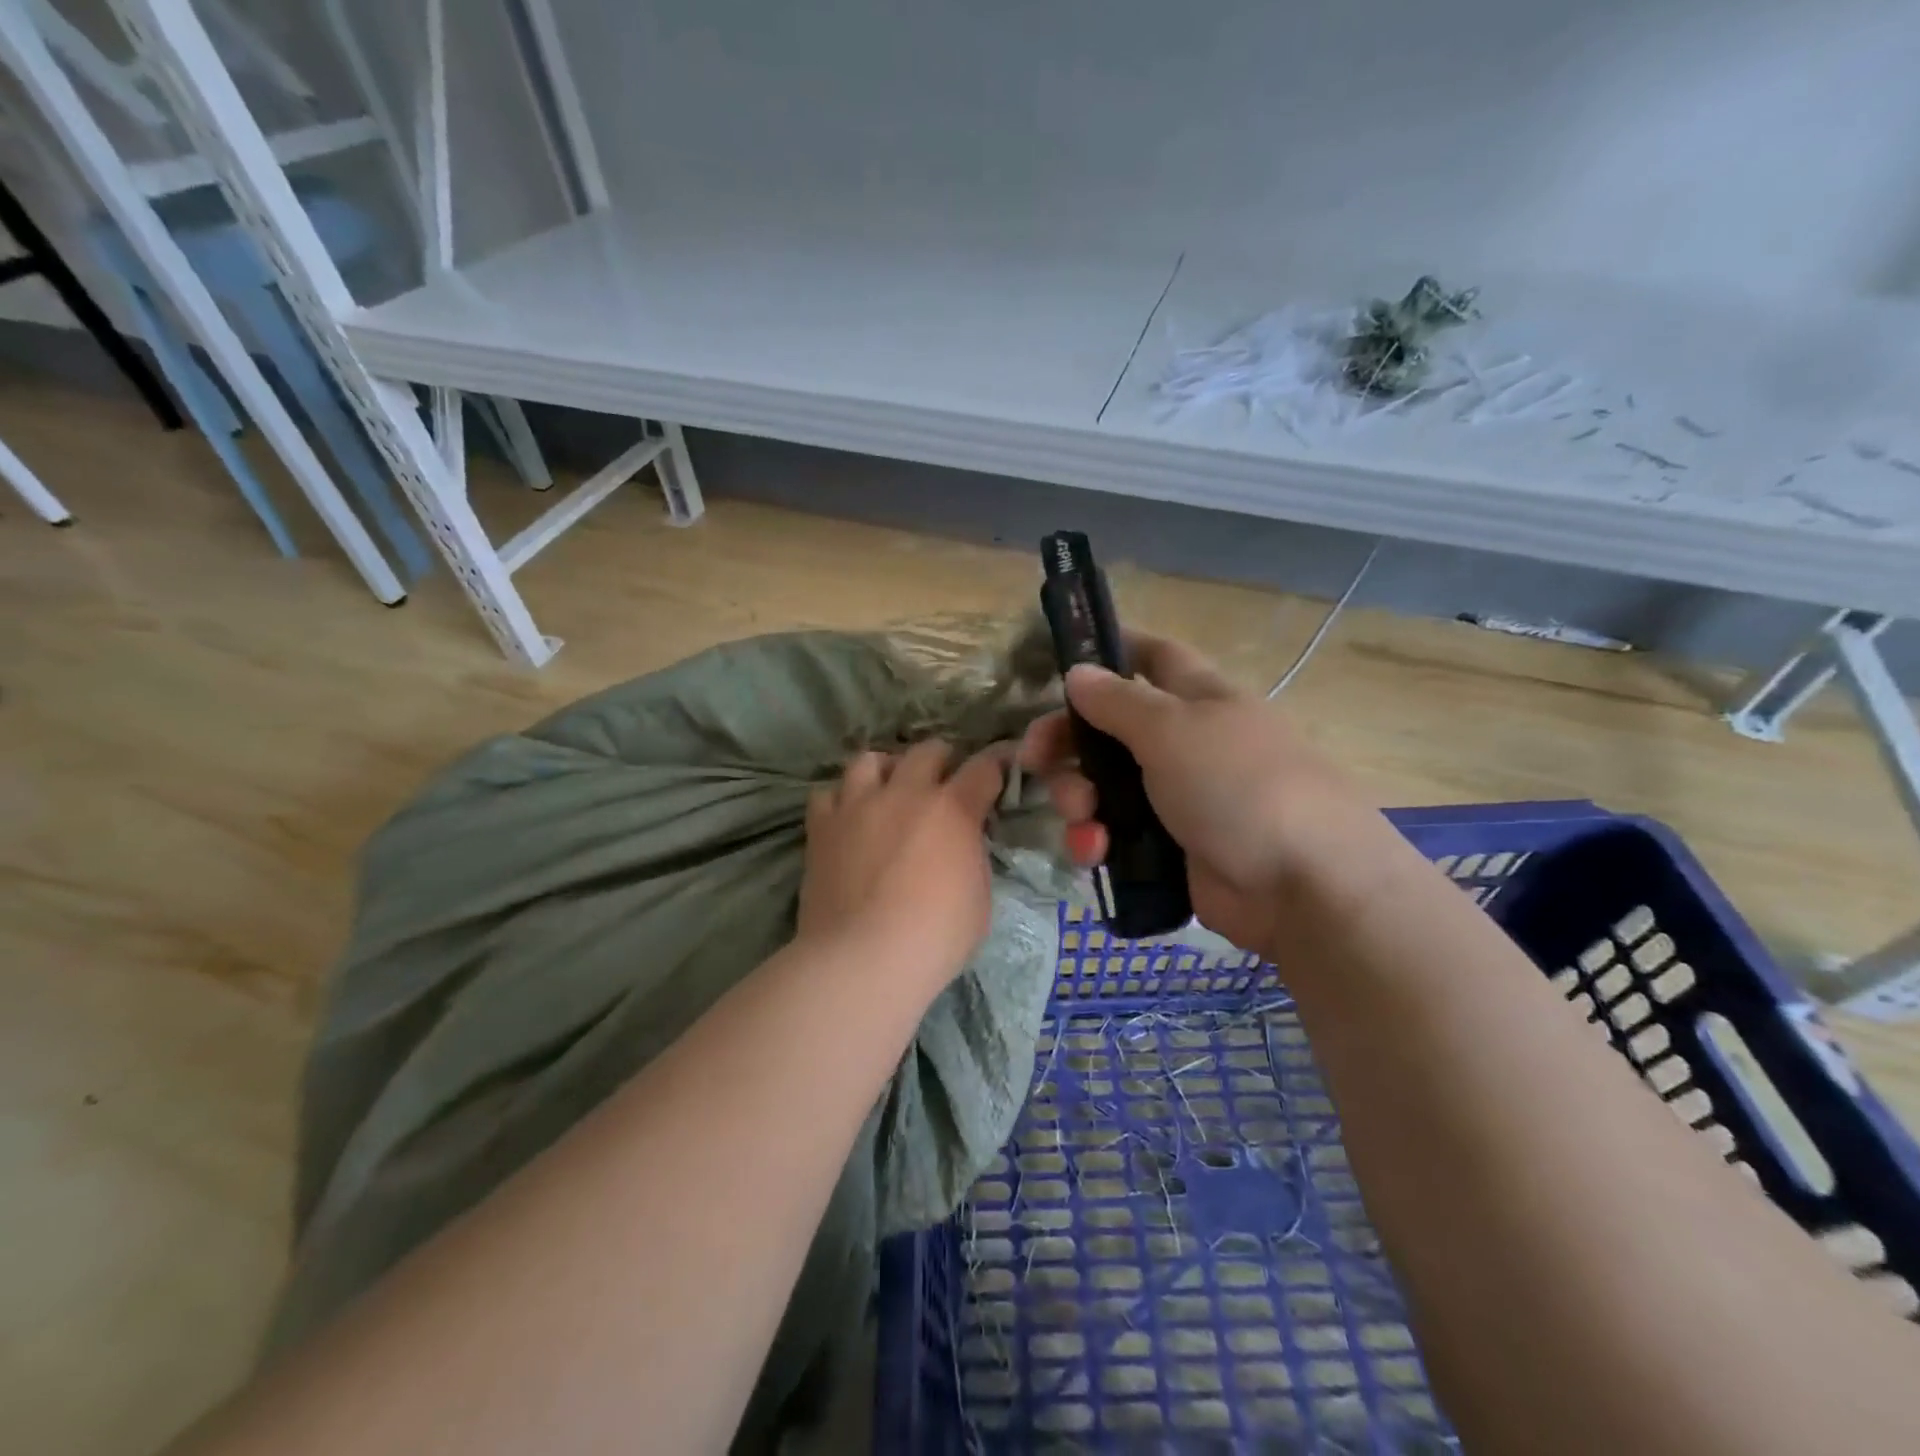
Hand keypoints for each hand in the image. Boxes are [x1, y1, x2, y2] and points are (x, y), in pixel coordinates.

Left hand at [799, 740, 1009, 988]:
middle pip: (927, 750)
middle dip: (942, 760)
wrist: (863, 959)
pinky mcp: (822, 827)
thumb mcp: (978, 897)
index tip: (999, 768)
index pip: (983, 768)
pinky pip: (827, 793)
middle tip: (943, 782)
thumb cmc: (935, 937)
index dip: (996, 764)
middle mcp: (905, 793)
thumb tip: (962, 843)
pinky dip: (841, 799)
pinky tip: (847, 818)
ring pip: (869, 759)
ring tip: (888, 790)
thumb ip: (971, 856)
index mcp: (952, 809)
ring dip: (886, 769)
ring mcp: (858, 806)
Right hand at [1020, 634, 1366, 953]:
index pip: (1151, 656)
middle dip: (1069, 742)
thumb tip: (1078, 672)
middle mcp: (1186, 743)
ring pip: (1105, 786)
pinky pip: (1117, 835)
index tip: (1062, 662)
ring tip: (1081, 818)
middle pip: (1110, 729)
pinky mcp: (1170, 849)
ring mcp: (1178, 798)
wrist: (1303, 886)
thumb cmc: (1238, 785)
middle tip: (1034, 760)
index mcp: (1198, 699)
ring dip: (1078, 799)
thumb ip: (1118, 701)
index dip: (1111, 650)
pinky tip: (1094, 851)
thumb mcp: (1173, 730)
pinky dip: (1097, 840)